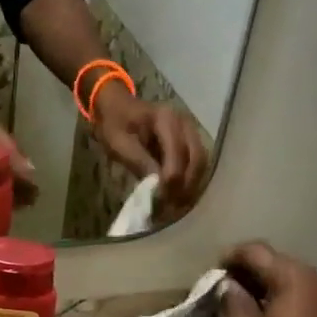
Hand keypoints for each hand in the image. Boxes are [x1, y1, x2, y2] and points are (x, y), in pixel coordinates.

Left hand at [92, 86, 209, 213]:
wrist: (117, 108)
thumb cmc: (115, 124)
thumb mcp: (119, 143)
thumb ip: (139, 162)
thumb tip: (158, 187)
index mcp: (166, 119)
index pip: (178, 152)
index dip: (172, 178)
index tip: (161, 200)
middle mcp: (185, 124)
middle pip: (197, 159)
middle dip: (186, 186)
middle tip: (171, 209)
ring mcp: (191, 132)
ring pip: (201, 164)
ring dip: (190, 186)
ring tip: (175, 207)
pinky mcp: (190, 142)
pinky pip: (196, 164)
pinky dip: (189, 182)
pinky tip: (177, 198)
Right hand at [219, 242, 316, 316]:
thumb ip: (232, 301)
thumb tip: (229, 284)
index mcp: (295, 277)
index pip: (256, 251)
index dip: (230, 257)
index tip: (212, 274)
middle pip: (276, 262)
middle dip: (248, 272)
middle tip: (224, 290)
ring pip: (290, 280)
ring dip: (265, 286)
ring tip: (243, 305)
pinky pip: (303, 296)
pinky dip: (282, 299)